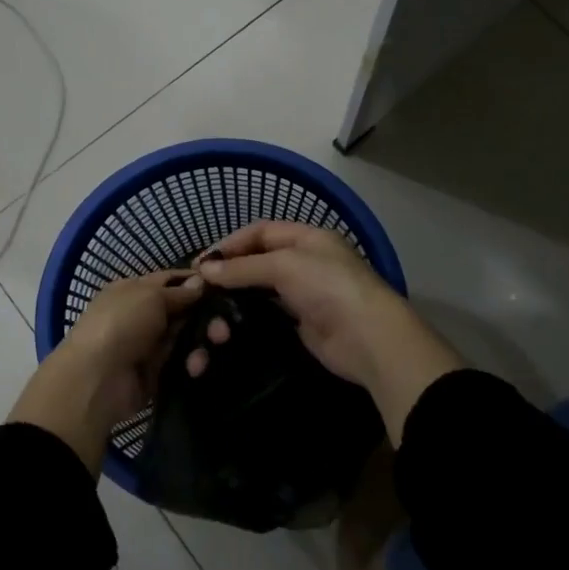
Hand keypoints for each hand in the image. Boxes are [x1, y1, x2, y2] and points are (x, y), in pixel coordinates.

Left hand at [9, 270, 204, 472]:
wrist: (95, 380)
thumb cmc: (121, 324)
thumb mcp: (150, 296)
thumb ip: (178, 292)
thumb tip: (200, 282)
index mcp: (133, 290)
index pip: (170, 280)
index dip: (195, 282)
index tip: (224, 285)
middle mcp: (142, 315)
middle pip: (183, 310)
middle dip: (207, 315)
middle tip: (224, 326)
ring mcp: (148, 345)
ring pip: (186, 337)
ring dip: (202, 340)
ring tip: (214, 345)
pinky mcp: (156, 374)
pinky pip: (181, 363)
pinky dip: (192, 363)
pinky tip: (196, 367)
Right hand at [196, 222, 460, 441]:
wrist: (368, 338)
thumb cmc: (328, 287)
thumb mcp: (285, 266)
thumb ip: (244, 267)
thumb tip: (205, 270)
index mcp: (308, 237)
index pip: (261, 231)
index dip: (231, 243)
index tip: (202, 262)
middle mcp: (306, 261)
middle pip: (260, 258)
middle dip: (231, 269)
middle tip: (200, 286)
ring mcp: (305, 293)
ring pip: (263, 287)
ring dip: (238, 293)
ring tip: (210, 305)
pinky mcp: (302, 323)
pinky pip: (269, 313)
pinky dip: (249, 314)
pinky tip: (229, 322)